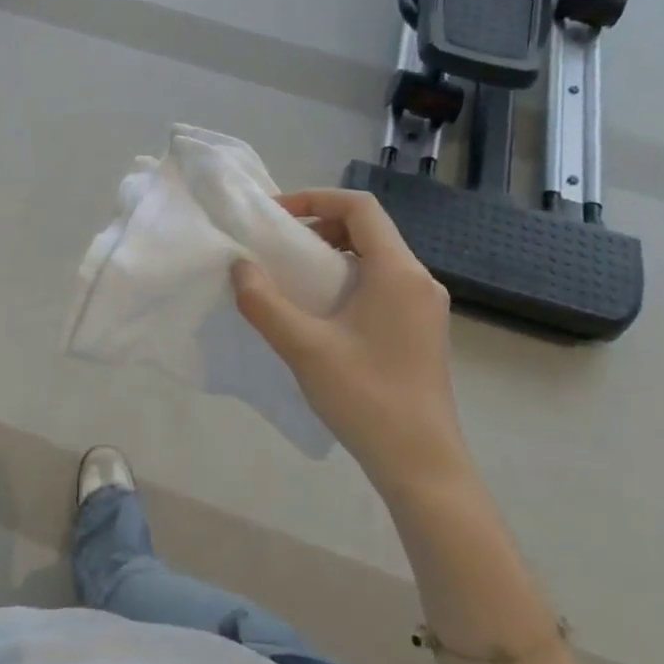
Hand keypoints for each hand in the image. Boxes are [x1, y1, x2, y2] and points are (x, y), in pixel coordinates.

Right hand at [231, 189, 467, 490]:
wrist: (422, 465)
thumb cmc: (366, 398)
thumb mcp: (305, 348)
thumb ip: (265, 303)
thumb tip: (239, 267)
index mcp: (398, 272)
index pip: (360, 207)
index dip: (315, 198)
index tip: (275, 215)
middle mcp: (418, 280)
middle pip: (368, 230)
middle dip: (319, 226)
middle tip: (278, 246)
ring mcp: (423, 307)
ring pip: (374, 259)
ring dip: (331, 255)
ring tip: (292, 277)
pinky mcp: (420, 331)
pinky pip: (381, 285)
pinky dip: (346, 280)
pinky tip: (320, 312)